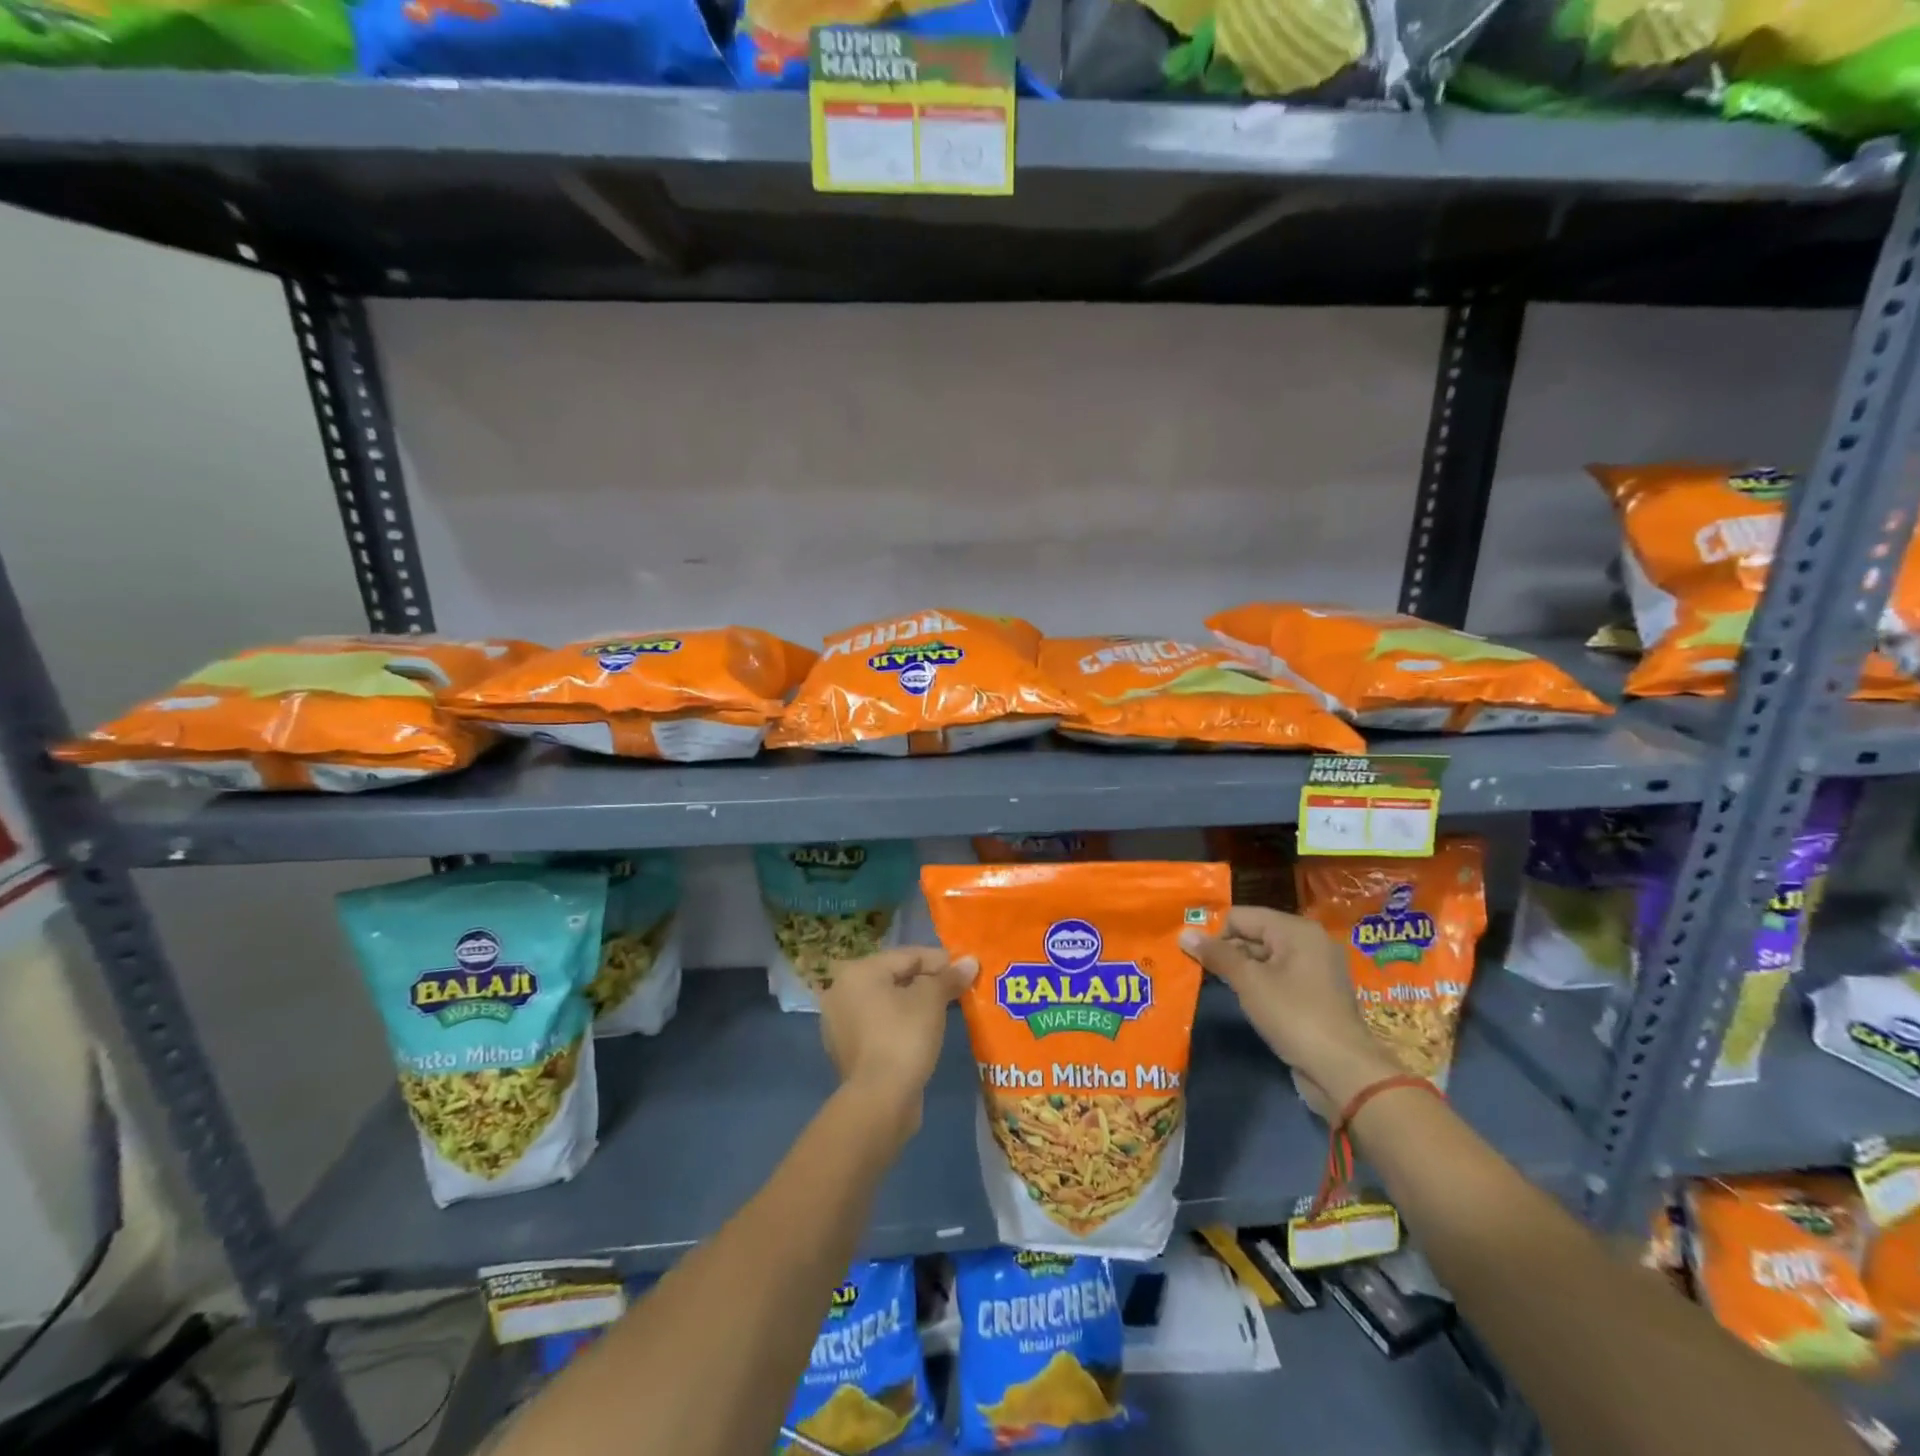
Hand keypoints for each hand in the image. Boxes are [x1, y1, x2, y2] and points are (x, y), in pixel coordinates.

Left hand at [819, 947, 976, 1137]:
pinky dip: (900, 1024)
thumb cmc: (904, 1038)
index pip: (907, 956)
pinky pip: (880, 1025)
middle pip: (895, 977)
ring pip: (887, 1002)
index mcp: (858, 971)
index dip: (939, 960)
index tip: (965, 969)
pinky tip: (923, 1032)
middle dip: (927, 981)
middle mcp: (842, 991)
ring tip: (945, 1009)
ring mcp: (840, 1022)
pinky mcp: (847, 1049)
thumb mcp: (931, 1001)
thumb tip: (970, 962)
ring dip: (914, 1003)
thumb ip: (949, 977)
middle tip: (957, 988)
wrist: (879, 1101)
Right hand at [1181, 908, 1399, 1114]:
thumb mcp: (1249, 982)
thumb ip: (1217, 955)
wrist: (1343, 1071)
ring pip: (1266, 958)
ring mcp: (1316, 969)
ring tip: (1217, 986)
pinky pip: (1279, 977)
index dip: (1215, 933)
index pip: (1241, 916)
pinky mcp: (1317, 994)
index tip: (1196, 957)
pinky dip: (1260, 984)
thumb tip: (1184, 934)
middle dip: (1227, 952)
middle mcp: (1309, 941)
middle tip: (1201, 972)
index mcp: (1296, 930)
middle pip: (1254, 934)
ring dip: (1241, 970)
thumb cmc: (1294, 1016)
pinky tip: (1244, 1000)